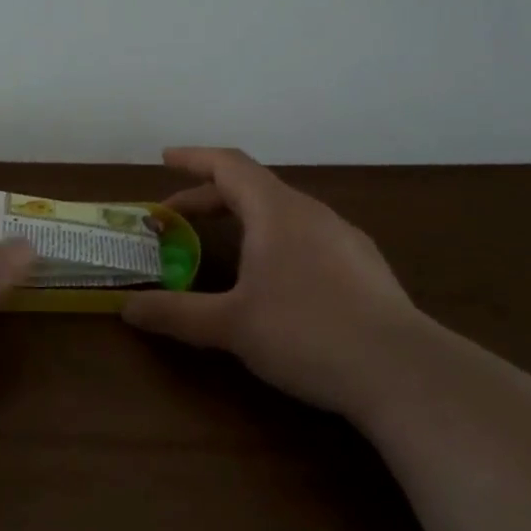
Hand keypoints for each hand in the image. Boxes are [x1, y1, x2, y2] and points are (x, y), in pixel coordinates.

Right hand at [123, 147, 422, 413]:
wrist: (404, 372)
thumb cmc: (306, 333)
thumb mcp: (231, 326)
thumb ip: (176, 313)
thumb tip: (126, 308)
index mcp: (276, 210)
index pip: (228, 165)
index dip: (193, 158)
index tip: (165, 158)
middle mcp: (310, 212)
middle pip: (253, 187)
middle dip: (210, 197)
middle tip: (178, 218)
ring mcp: (343, 237)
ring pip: (283, 212)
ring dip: (245, 218)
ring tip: (225, 245)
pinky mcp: (364, 266)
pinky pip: (307, 235)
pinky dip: (276, 239)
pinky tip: (278, 277)